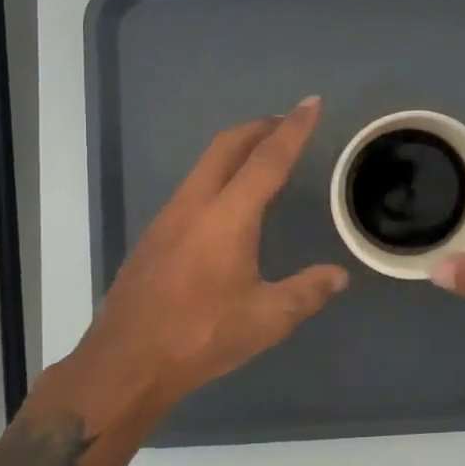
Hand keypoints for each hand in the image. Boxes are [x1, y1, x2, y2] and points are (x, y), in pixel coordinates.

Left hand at [69, 97, 348, 417]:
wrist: (125, 362)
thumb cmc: (200, 337)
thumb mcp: (266, 320)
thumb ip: (306, 292)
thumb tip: (339, 275)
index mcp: (227, 217)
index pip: (267, 160)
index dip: (293, 129)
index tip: (311, 103)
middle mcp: (194, 204)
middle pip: (227, 146)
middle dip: (260, 127)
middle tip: (287, 123)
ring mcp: (167, 217)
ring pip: (204, 164)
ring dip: (236, 150)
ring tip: (263, 158)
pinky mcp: (153, 235)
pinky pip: (192, 187)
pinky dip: (218, 175)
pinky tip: (228, 203)